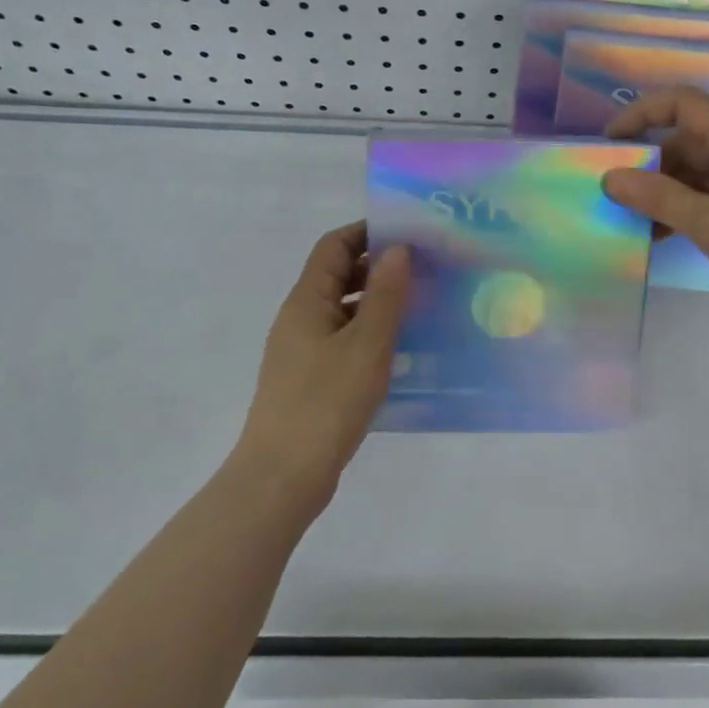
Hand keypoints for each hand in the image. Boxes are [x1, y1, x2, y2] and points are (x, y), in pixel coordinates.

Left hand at [234, 223, 409, 513]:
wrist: (283, 475)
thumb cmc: (326, 402)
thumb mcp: (366, 345)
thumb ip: (385, 295)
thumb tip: (397, 248)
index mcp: (307, 301)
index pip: (334, 246)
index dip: (367, 232)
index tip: (409, 234)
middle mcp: (300, 319)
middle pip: (338, 276)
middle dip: (379, 268)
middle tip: (425, 271)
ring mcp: (303, 351)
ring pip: (344, 311)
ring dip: (378, 304)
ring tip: (423, 308)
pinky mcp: (311, 380)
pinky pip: (344, 342)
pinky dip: (370, 336)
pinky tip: (401, 352)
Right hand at [601, 86, 708, 340]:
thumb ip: (658, 197)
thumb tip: (610, 178)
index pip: (683, 104)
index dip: (641, 114)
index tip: (608, 144)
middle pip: (687, 140)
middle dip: (649, 162)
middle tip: (613, 193)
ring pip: (697, 172)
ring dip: (664, 192)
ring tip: (631, 220)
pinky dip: (684, 210)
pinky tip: (660, 236)